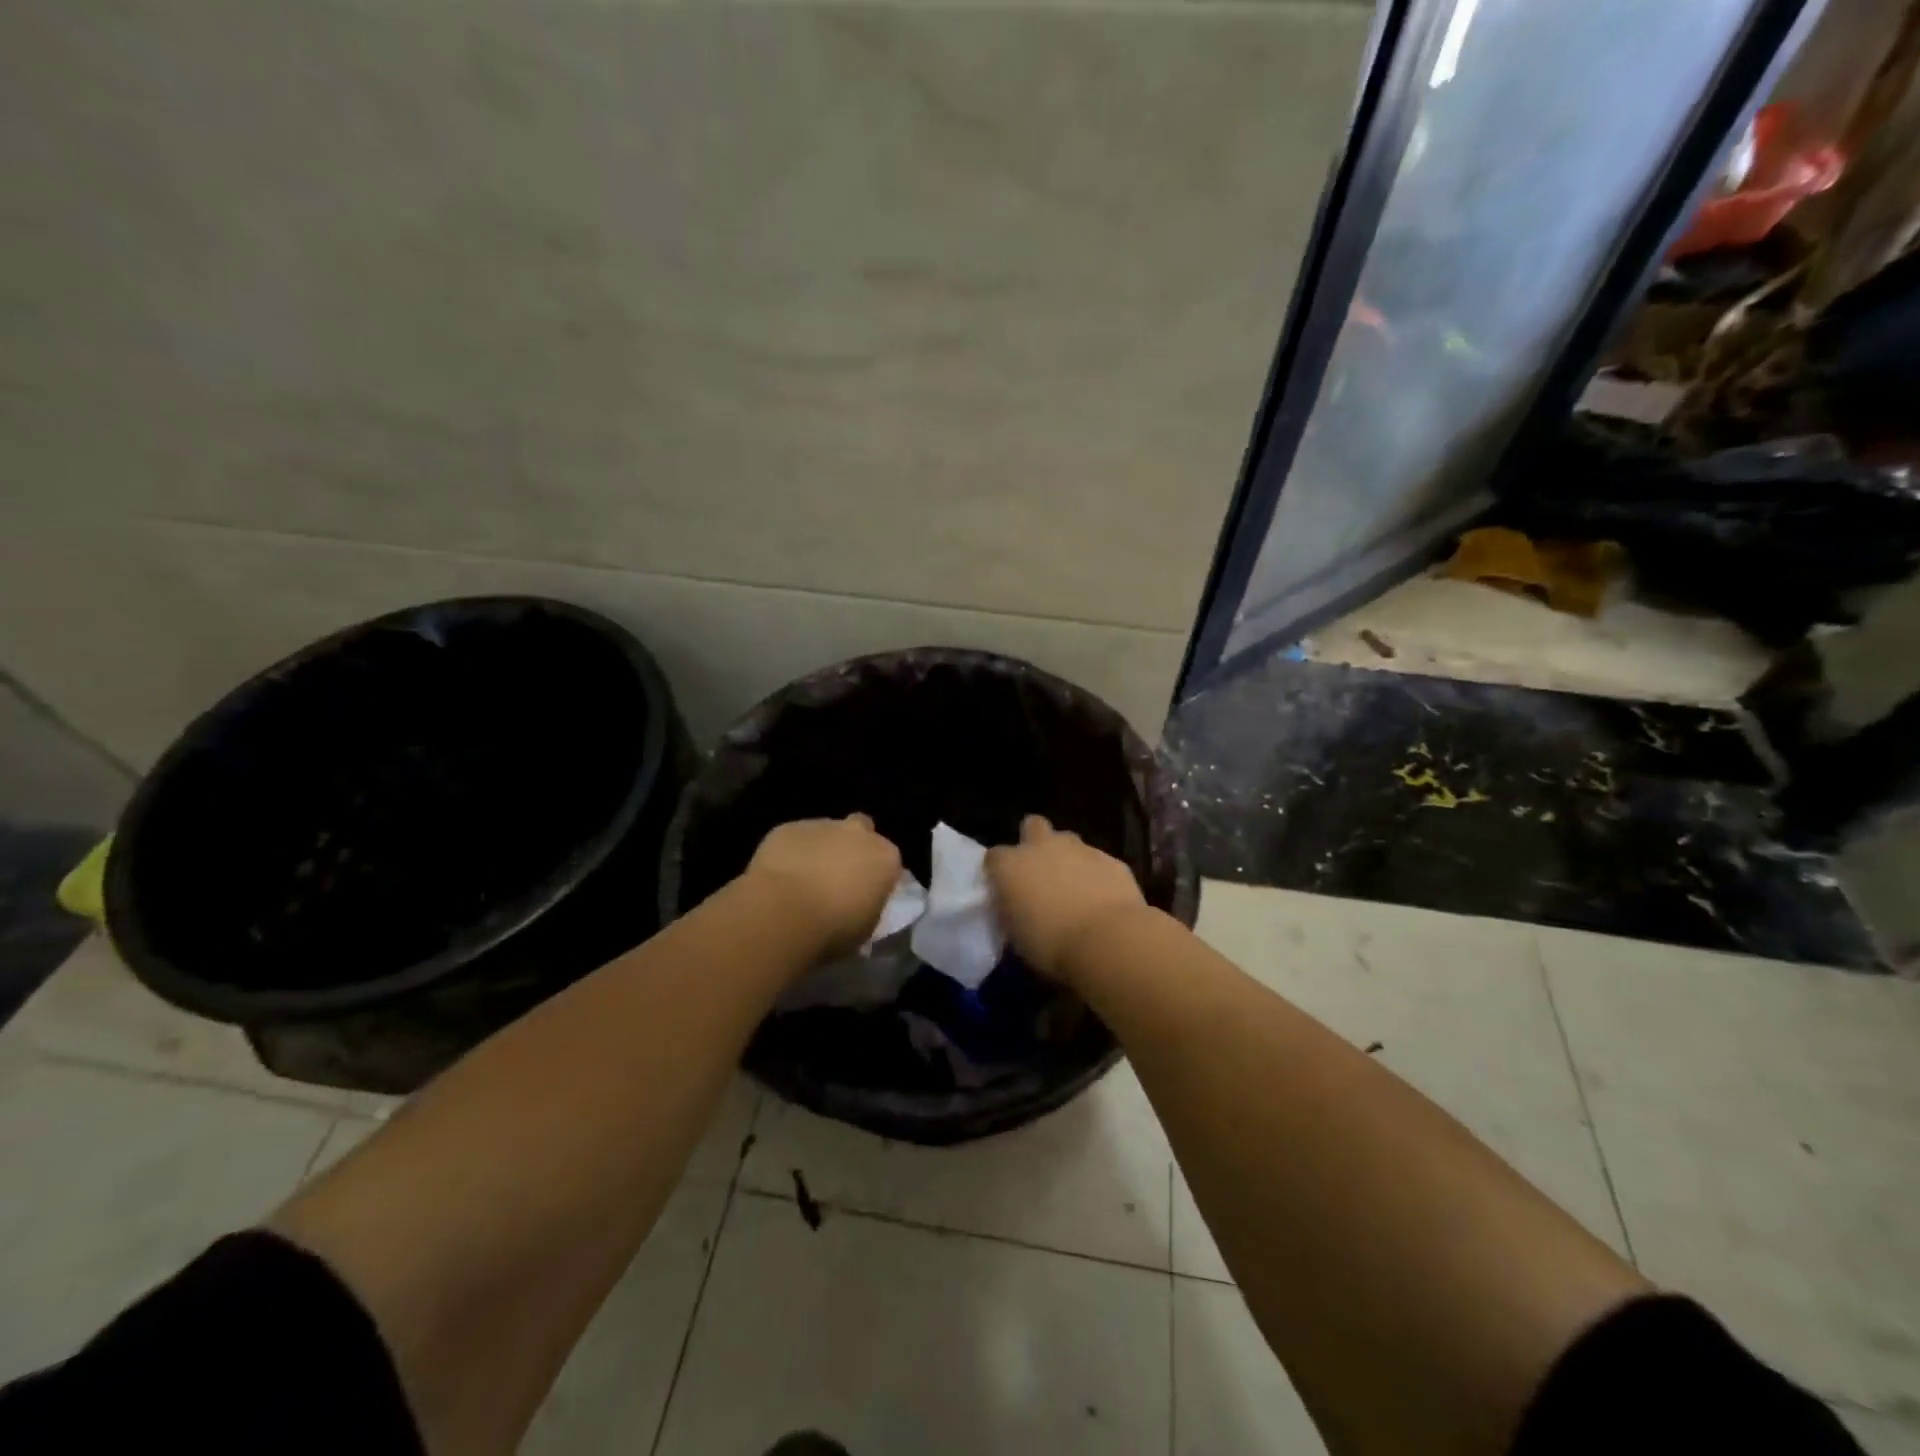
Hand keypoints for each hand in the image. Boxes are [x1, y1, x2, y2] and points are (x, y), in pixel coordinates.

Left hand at [744, 814, 903, 958]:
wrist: (782, 914)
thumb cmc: (833, 929)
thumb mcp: (866, 928)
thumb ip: (869, 905)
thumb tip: (860, 902)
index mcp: (885, 857)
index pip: (888, 860)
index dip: (876, 875)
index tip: (865, 892)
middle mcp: (858, 833)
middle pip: (861, 830)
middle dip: (852, 846)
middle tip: (838, 875)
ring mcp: (822, 825)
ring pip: (826, 832)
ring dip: (820, 849)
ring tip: (803, 879)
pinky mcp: (788, 827)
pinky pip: (795, 838)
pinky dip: (791, 852)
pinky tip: (779, 875)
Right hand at [986, 814, 1147, 982]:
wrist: (1107, 941)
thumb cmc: (1051, 946)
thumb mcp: (1016, 936)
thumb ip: (1012, 911)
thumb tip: (1016, 906)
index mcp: (1010, 866)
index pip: (994, 857)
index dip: (1000, 871)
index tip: (1006, 889)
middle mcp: (1042, 847)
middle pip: (1033, 826)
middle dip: (1035, 841)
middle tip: (1040, 870)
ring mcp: (1079, 849)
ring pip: (1068, 841)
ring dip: (1068, 858)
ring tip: (1074, 887)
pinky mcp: (1111, 859)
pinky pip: (1098, 861)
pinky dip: (1096, 874)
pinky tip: (1102, 897)